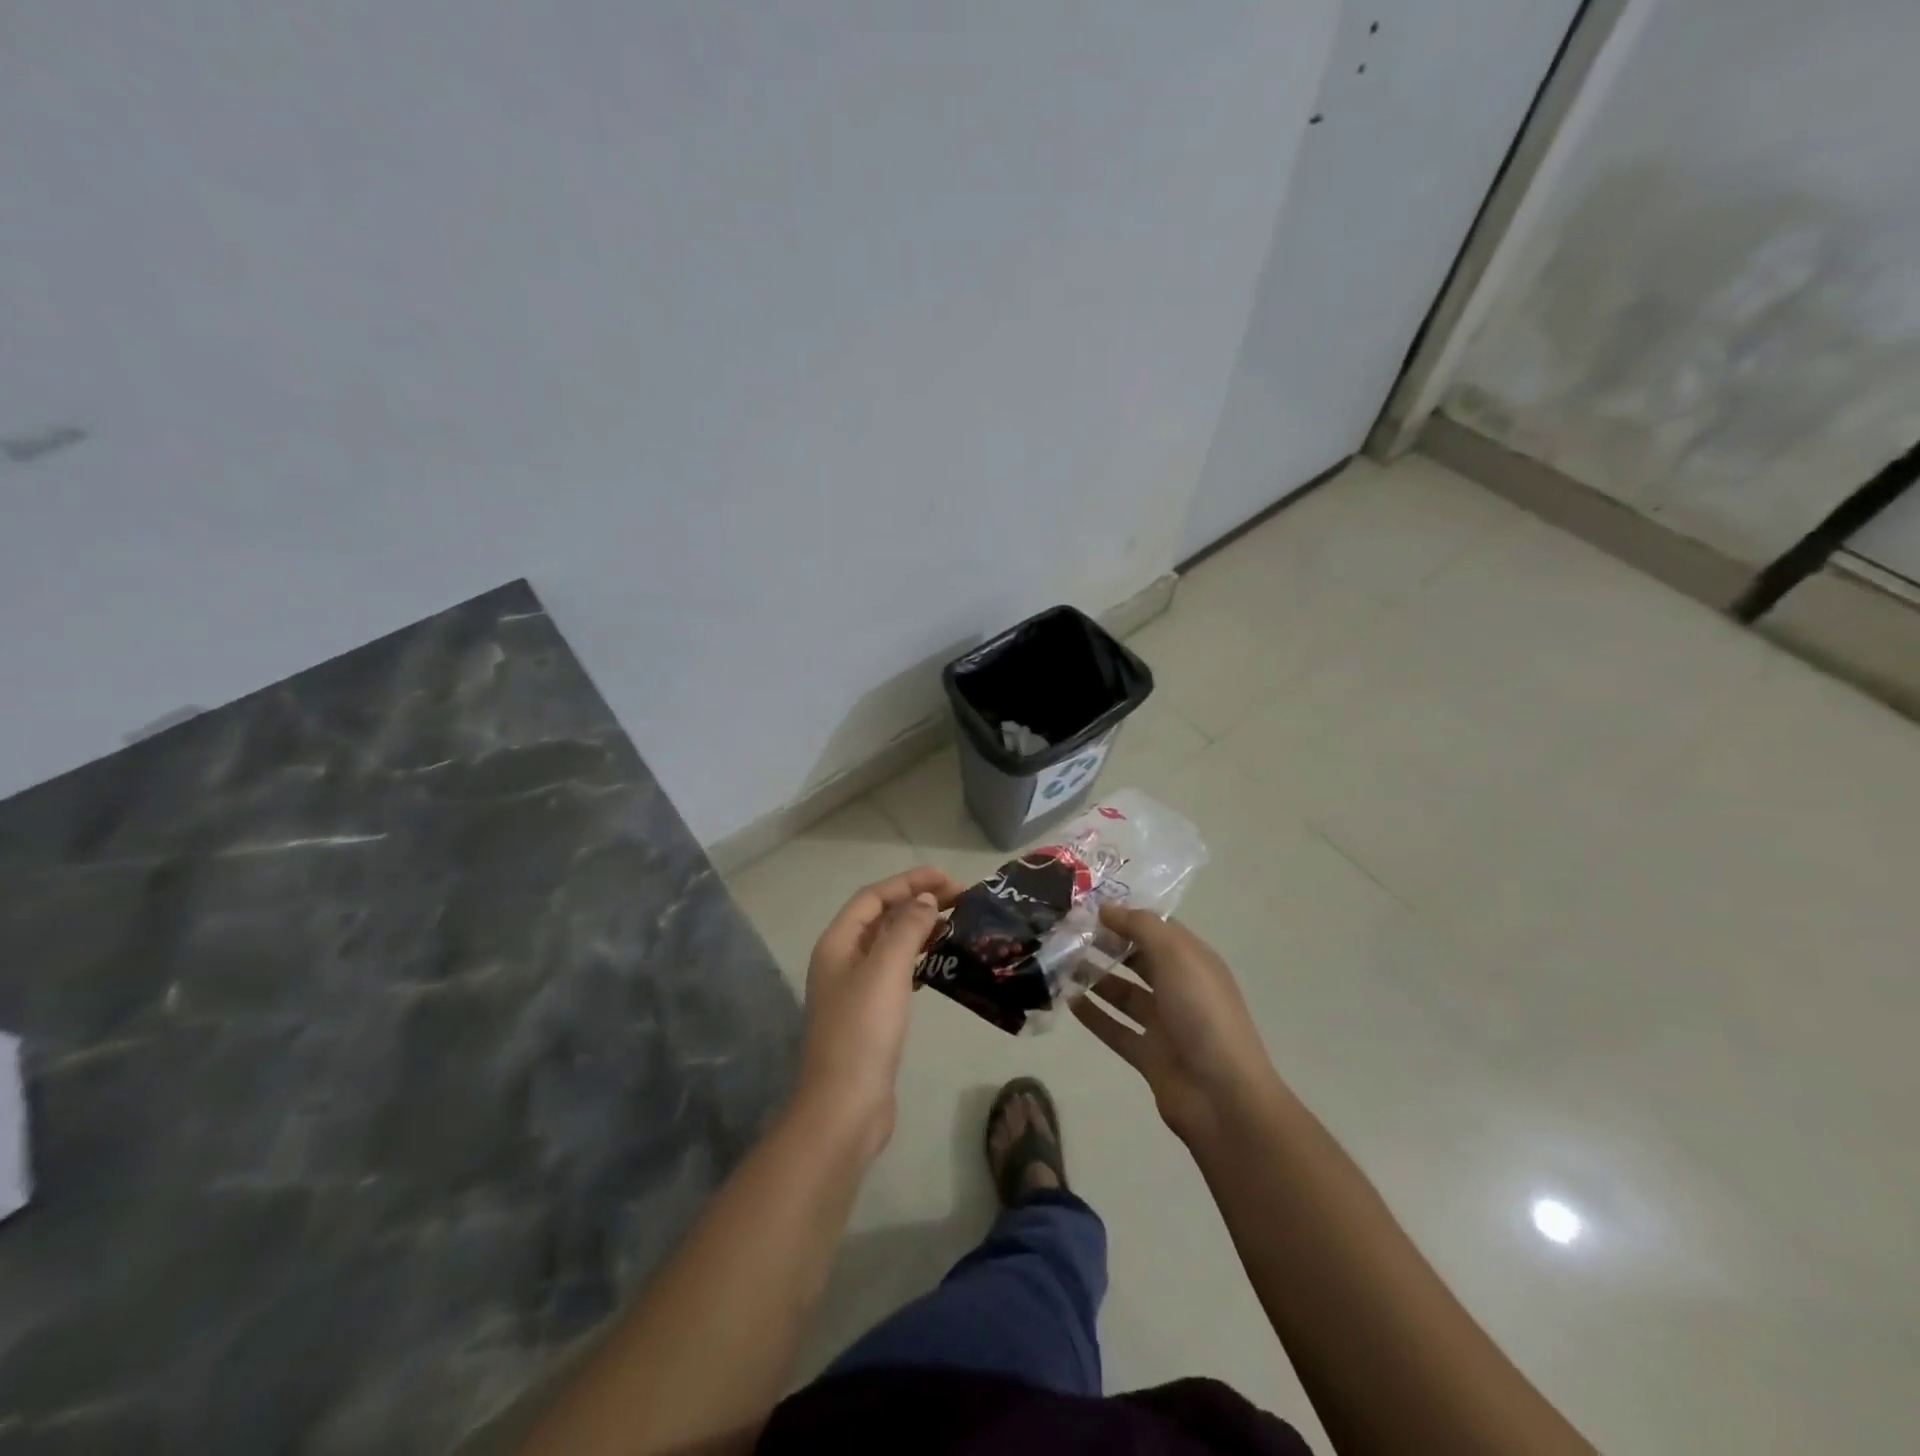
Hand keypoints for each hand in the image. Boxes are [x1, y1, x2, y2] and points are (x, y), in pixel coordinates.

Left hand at [795, 866, 961, 1156]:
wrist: (845, 1107)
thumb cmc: (863, 1031)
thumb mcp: (886, 970)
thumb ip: (906, 928)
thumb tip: (924, 899)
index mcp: (838, 943)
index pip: (874, 897)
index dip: (908, 882)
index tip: (948, 879)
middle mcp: (842, 961)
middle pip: (881, 918)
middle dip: (917, 903)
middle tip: (961, 901)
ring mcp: (854, 990)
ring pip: (890, 946)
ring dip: (919, 930)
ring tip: (956, 926)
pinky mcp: (870, 1016)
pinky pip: (896, 974)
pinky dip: (918, 961)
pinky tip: (940, 965)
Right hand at [1074, 904, 1281, 1146]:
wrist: (1222, 1095)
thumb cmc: (1202, 1013)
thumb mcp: (1176, 955)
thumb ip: (1140, 926)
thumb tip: (1106, 908)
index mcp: (1193, 961)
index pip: (1156, 929)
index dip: (1125, 915)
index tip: (1086, 907)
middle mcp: (1180, 988)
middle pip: (1139, 959)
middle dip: (1107, 945)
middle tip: (1067, 933)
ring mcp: (1165, 1024)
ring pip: (1124, 993)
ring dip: (1096, 978)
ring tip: (1061, 963)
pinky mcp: (1149, 1055)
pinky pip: (1115, 1029)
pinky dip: (1094, 1015)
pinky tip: (1068, 1001)